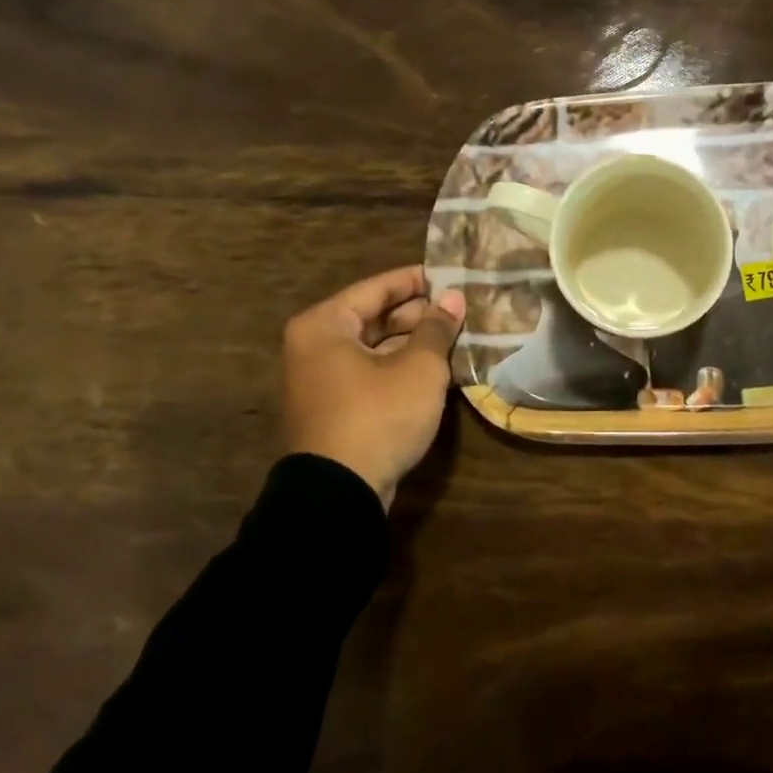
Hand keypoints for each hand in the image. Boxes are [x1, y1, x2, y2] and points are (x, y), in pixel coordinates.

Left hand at [280, 265, 465, 506]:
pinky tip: (435, 371)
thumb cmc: (377, 416)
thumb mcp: (418, 368)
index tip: (451, 276)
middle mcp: (313, 347)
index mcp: (324, 325)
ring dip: (412, 344)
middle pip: (373, 318)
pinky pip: (368, 375)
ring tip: (455, 339)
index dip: (417, 281)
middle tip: (460, 311)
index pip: (377, 288)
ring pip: (373, 349)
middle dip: (418, 315)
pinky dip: (398, 370)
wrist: (338, 495)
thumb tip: (453, 298)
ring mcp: (318, 381)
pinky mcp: (331, 410)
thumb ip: (437, 328)